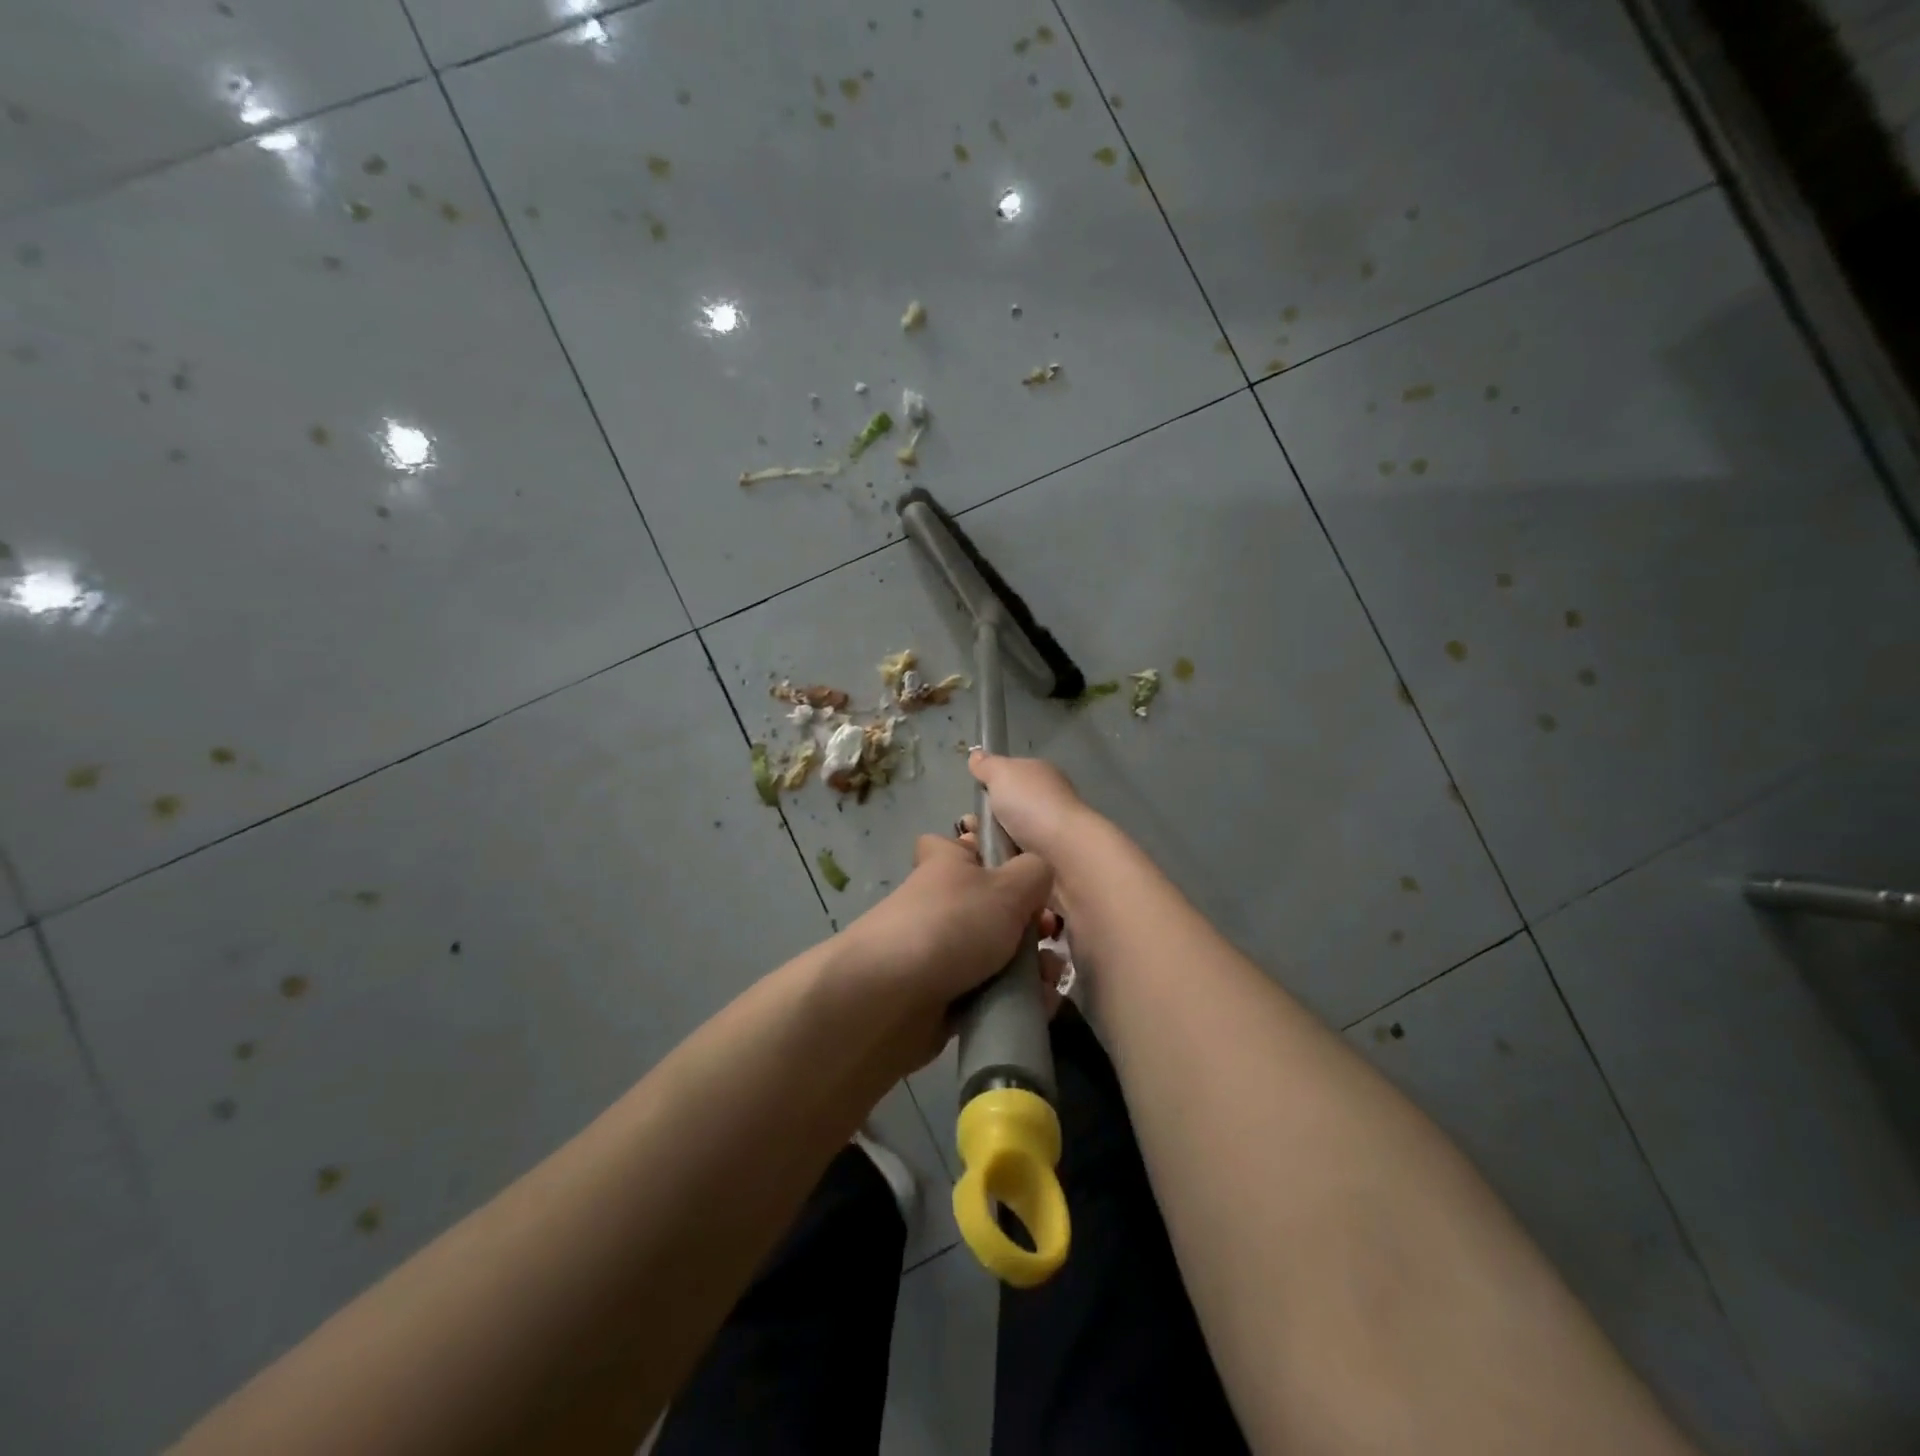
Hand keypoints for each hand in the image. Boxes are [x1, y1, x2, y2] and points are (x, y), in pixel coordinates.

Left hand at [837, 831, 1059, 1072]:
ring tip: (1050, 979)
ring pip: (997, 953)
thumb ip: (1035, 873)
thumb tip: (1038, 876)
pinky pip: (990, 993)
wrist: (891, 998)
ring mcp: (940, 951)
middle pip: (994, 906)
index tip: (1018, 872)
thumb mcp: (1008, 886)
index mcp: (947, 865)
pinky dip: (1015, 999)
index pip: (959, 845)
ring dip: (1031, 966)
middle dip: (1030, 923)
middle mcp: (941, 904)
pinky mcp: (944, 996)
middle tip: (1048, 935)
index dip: (988, 853)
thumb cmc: (952, 924)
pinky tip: (1040, 1005)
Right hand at [967, 750, 1100, 861]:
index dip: (990, 787)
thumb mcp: (1002, 773)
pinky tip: (993, 866)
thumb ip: (987, 765)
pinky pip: (1018, 860)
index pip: (1011, 777)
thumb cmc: (1032, 805)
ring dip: (992, 844)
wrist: (1065, 852)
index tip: (974, 803)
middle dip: (986, 821)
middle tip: (969, 832)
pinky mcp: (1051, 861)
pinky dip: (1004, 862)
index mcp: (1041, 775)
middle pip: (1008, 809)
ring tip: (977, 852)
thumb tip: (976, 754)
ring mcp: (1051, 832)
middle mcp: (1049, 800)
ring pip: (1011, 837)